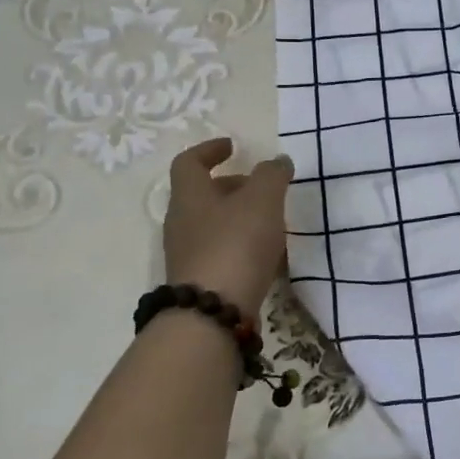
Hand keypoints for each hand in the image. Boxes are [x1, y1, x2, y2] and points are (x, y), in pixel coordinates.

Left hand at [162, 138, 292, 317]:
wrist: (213, 312)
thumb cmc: (236, 244)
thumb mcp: (262, 200)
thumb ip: (272, 175)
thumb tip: (277, 161)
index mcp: (190, 196)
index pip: (189, 162)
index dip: (209, 150)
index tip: (232, 146)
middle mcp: (181, 223)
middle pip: (203, 195)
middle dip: (233, 187)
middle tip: (263, 188)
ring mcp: (188, 255)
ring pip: (214, 225)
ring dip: (240, 218)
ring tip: (273, 224)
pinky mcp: (200, 281)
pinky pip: (221, 252)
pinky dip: (242, 246)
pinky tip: (267, 257)